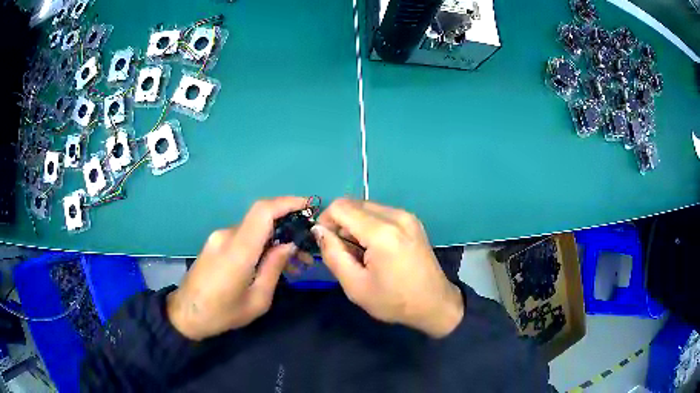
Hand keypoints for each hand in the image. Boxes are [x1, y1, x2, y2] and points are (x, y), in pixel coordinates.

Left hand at [167, 197, 307, 339]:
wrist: (185, 314)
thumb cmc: (221, 314)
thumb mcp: (257, 300)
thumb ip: (273, 268)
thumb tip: (288, 244)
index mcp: (237, 251)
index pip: (263, 212)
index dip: (287, 203)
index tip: (309, 206)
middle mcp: (227, 236)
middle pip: (261, 219)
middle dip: (287, 226)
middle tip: (304, 250)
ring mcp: (218, 238)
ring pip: (253, 228)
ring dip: (274, 238)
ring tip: (291, 263)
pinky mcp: (215, 243)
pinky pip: (243, 236)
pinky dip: (260, 243)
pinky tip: (269, 262)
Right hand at [313, 199, 463, 337]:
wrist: (434, 304)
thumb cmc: (394, 301)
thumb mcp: (355, 286)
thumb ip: (332, 254)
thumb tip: (318, 230)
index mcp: (382, 232)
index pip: (340, 207)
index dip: (326, 221)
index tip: (327, 243)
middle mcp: (396, 216)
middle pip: (353, 204)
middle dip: (341, 224)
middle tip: (346, 252)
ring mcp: (407, 216)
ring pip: (366, 207)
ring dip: (355, 225)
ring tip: (362, 253)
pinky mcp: (412, 220)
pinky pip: (380, 212)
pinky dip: (369, 225)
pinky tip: (376, 249)